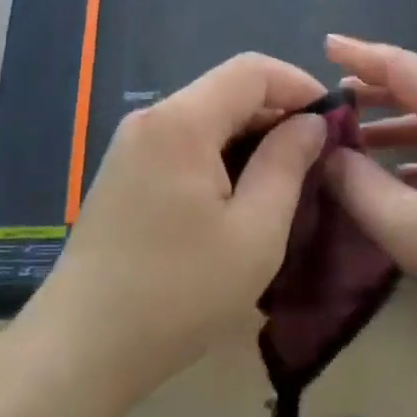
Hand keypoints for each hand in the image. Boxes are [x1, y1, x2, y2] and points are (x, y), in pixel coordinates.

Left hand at [34, 53, 330, 399]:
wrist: (81, 346)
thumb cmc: (178, 293)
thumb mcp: (254, 233)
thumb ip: (287, 165)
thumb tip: (311, 123)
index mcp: (181, 122)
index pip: (251, 70)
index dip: (299, 85)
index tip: (335, 121)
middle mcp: (151, 118)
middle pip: (226, 90)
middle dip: (278, 113)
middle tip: (318, 156)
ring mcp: (131, 144)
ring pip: (206, 116)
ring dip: (250, 136)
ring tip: (287, 178)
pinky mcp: (123, 171)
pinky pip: (183, 141)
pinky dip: (220, 153)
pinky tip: (239, 193)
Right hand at [322, 34, 416, 360]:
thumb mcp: (413, 230)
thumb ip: (358, 188)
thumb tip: (325, 154)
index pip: (402, 67)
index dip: (359, 55)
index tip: (322, 45)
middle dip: (373, 93)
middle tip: (328, 102)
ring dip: (395, 128)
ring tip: (353, 141)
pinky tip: (398, 182)